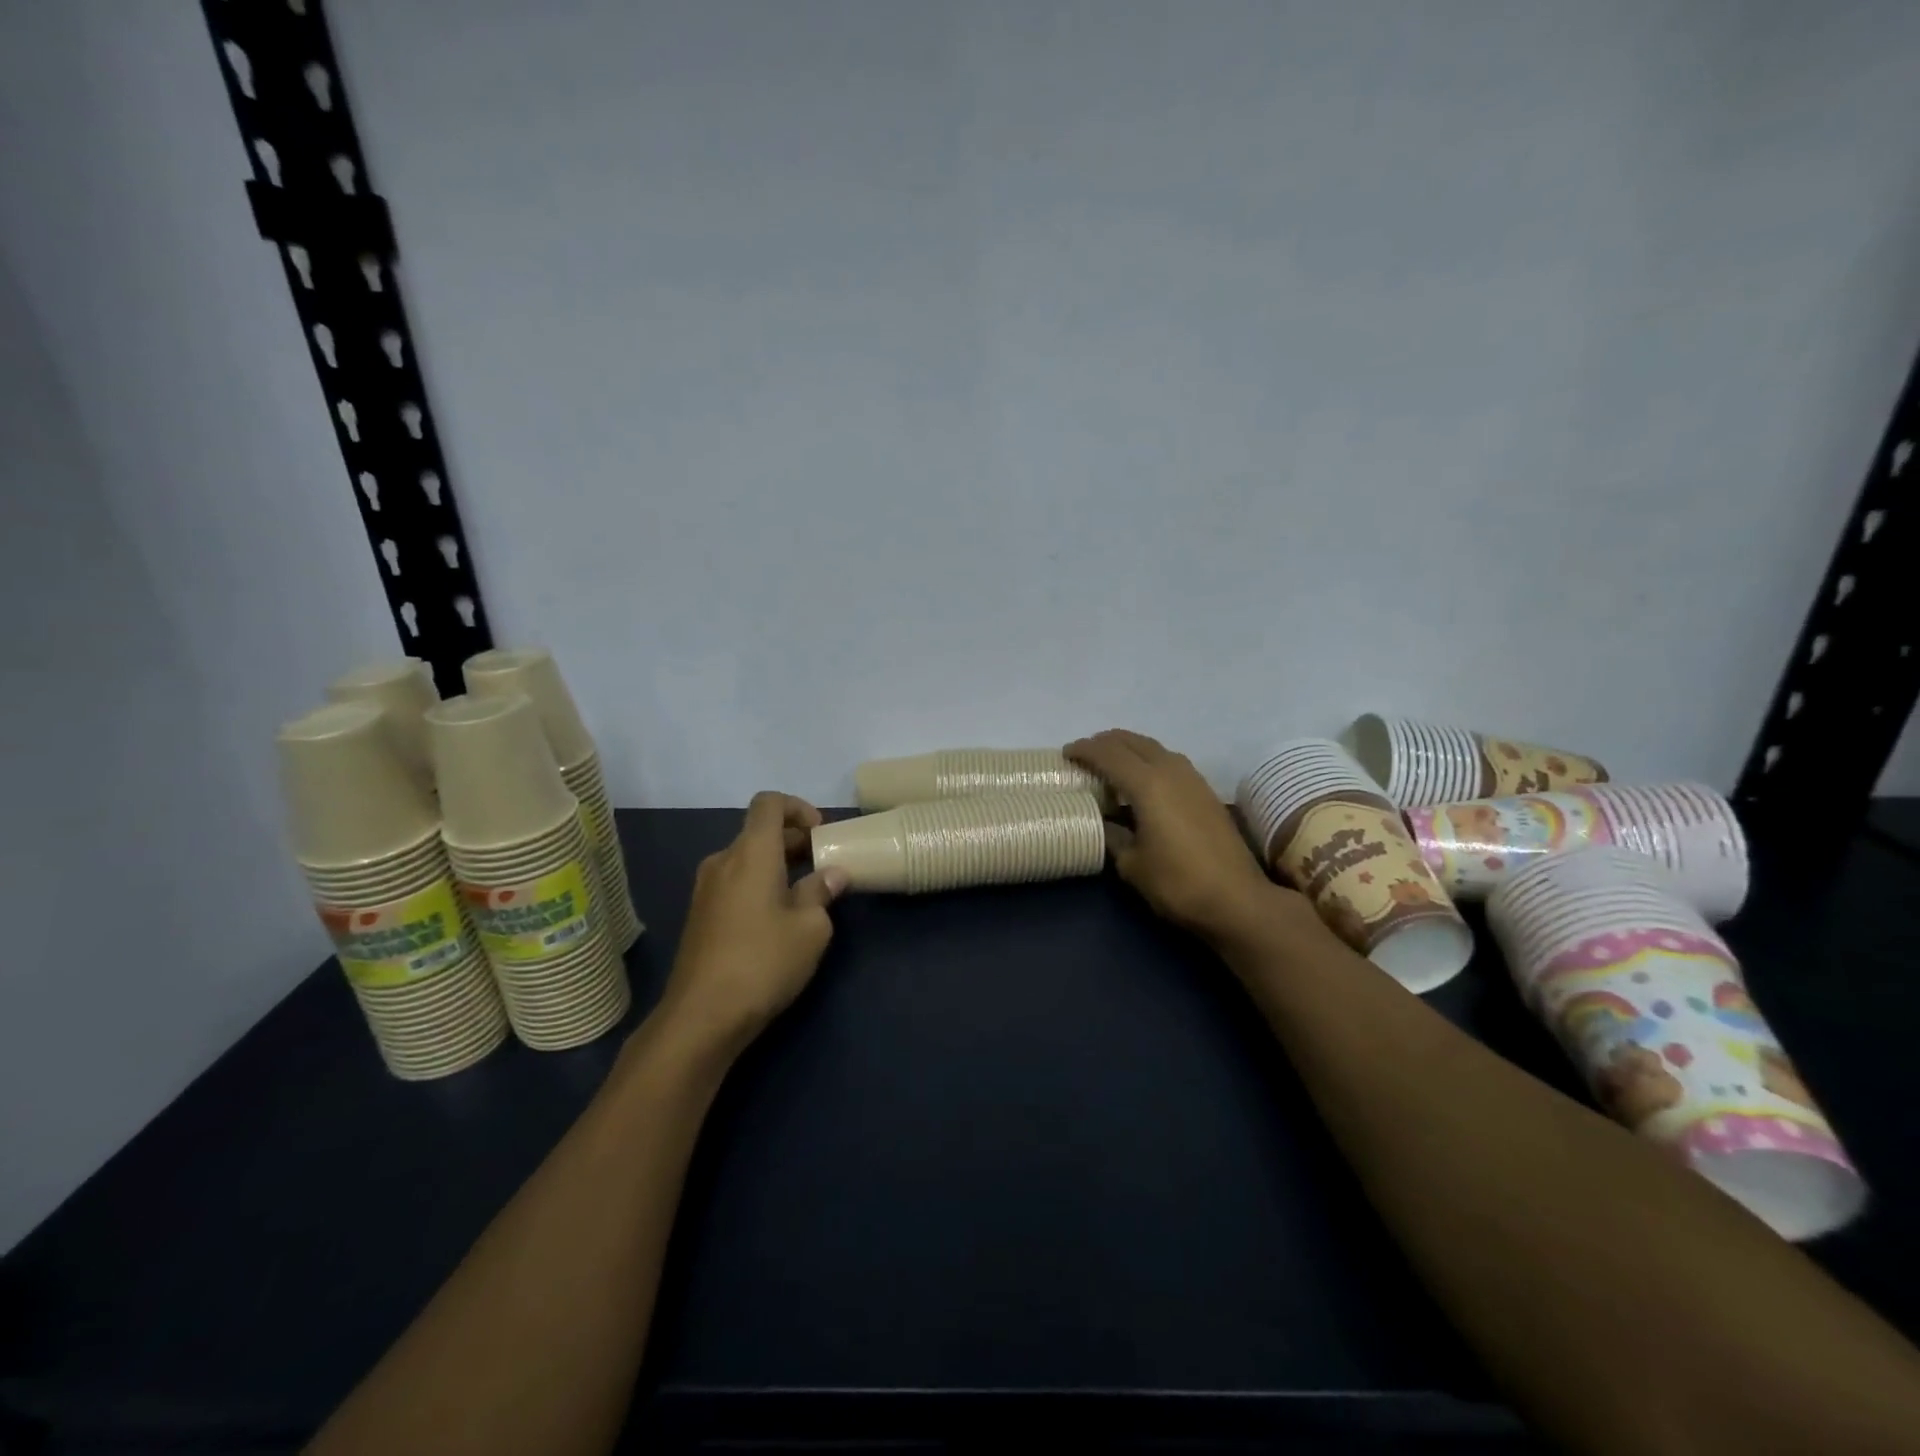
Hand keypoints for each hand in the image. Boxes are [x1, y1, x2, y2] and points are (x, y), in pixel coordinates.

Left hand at [654, 792, 848, 1056]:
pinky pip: (734, 883)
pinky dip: (759, 885)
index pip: (769, 803)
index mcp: (751, 853)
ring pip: (746, 859)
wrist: (702, 1017)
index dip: (798, 807)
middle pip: (759, 832)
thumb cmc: (764, 962)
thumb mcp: (811, 928)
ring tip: (806, 895)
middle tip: (824, 865)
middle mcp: (723, 861)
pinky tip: (778, 919)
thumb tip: (832, 875)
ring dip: (777, 865)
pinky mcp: (700, 916)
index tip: (821, 833)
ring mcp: (706, 889)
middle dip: (794, 840)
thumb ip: (822, 892)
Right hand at [1065, 729, 1286, 941]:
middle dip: (1105, 742)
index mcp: (1147, 784)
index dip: (1084, 750)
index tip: (1065, 754)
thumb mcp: (1132, 865)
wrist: (1238, 900)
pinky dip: (1149, 761)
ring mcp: (1193, 779)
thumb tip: (1103, 822)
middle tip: (1085, 754)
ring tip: (1111, 764)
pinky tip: (1143, 782)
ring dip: (1130, 749)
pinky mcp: (1206, 792)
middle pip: (1132, 741)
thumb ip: (1113, 836)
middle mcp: (1171, 771)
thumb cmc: (1178, 883)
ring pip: (1154, 748)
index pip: (1108, 754)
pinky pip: (1170, 761)